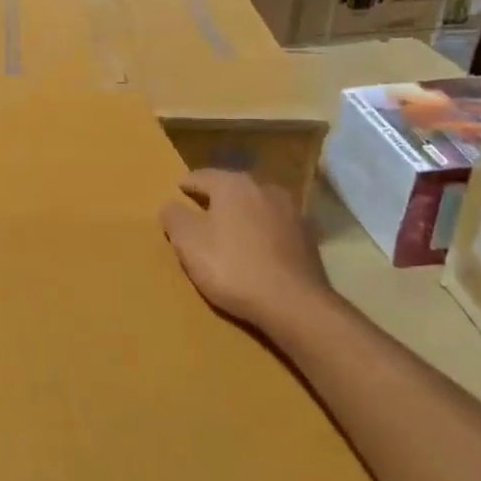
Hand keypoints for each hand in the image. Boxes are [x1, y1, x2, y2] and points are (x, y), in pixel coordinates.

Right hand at [160, 169, 329, 332]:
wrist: (294, 304)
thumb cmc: (233, 267)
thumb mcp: (188, 243)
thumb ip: (175, 217)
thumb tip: (171, 204)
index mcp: (233, 184)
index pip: (202, 176)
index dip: (186, 185)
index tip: (177, 193)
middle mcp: (265, 188)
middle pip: (232, 189)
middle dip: (216, 200)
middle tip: (200, 214)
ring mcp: (292, 212)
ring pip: (256, 207)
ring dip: (241, 216)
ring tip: (229, 234)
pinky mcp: (308, 237)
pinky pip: (275, 228)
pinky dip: (262, 234)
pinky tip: (256, 252)